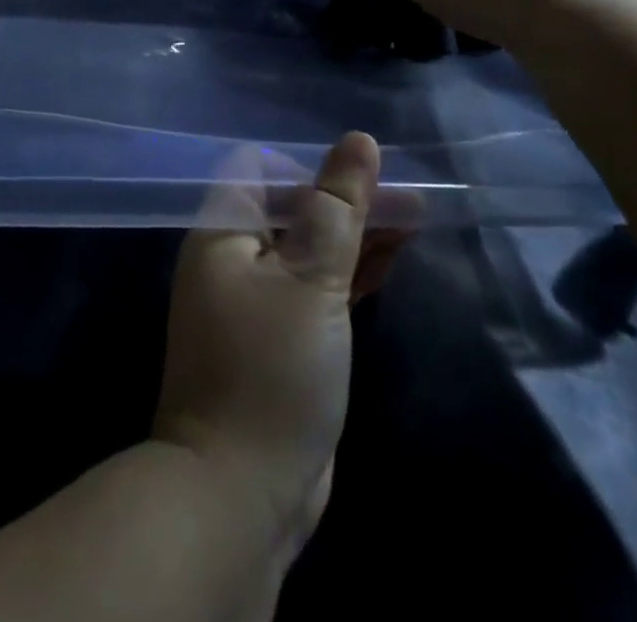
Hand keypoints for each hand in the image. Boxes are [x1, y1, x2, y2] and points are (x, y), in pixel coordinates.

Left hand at [153, 134, 409, 556]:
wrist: (239, 496)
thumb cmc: (271, 370)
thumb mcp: (311, 279)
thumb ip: (338, 208)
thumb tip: (359, 139)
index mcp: (222, 232)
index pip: (258, 168)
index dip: (308, 165)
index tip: (360, 177)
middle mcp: (232, 258)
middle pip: (291, 208)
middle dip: (346, 200)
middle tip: (410, 198)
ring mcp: (255, 302)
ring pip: (309, 249)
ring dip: (355, 235)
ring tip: (414, 221)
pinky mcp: (280, 340)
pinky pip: (315, 289)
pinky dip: (349, 273)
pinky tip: (391, 261)